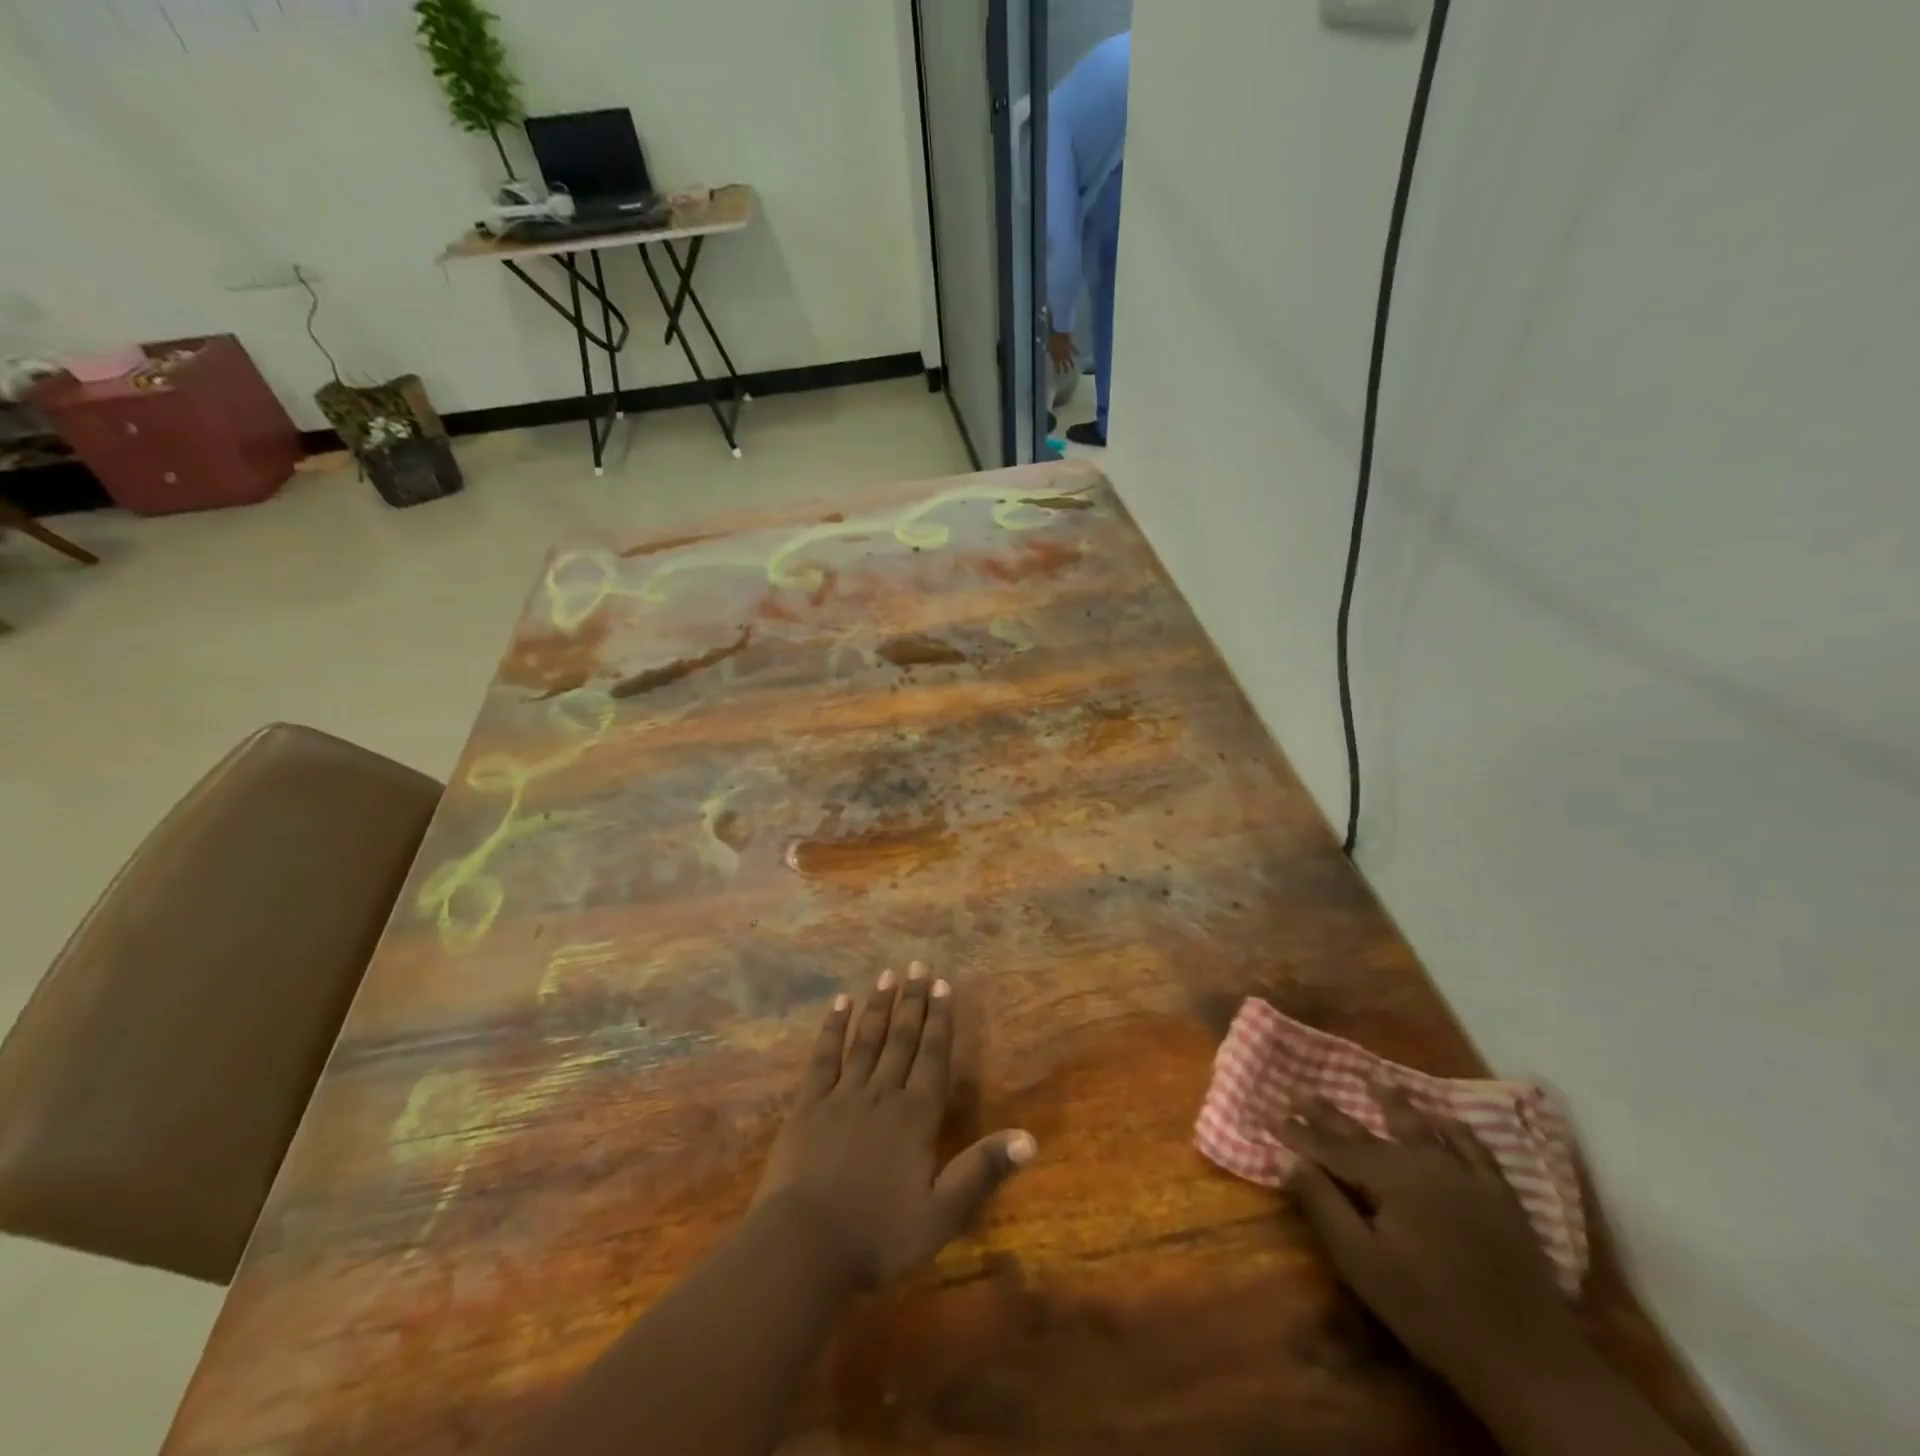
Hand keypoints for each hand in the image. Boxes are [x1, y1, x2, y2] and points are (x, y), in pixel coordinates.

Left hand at [754, 963, 1035, 1287]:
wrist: (804, 1247)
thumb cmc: (877, 1235)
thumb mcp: (941, 1214)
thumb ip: (982, 1170)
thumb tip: (1030, 1138)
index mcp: (914, 1117)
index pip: (932, 1057)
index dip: (940, 1020)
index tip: (943, 984)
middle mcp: (881, 1095)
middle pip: (900, 1039)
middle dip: (912, 1001)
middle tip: (918, 965)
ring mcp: (842, 1096)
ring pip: (866, 1040)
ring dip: (878, 1006)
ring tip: (887, 974)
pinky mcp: (808, 1105)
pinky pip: (823, 1058)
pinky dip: (832, 1029)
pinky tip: (840, 1004)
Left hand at [1048, 330, 1076, 372]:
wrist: (1059, 331)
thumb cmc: (1052, 340)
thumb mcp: (1049, 348)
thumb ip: (1051, 354)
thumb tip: (1052, 357)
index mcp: (1056, 358)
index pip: (1057, 368)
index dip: (1058, 371)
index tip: (1058, 374)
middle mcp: (1063, 357)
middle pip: (1065, 366)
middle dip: (1066, 370)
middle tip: (1067, 374)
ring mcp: (1068, 352)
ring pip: (1071, 361)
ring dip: (1072, 365)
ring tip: (1073, 368)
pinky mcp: (1071, 346)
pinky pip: (1075, 350)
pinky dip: (1077, 352)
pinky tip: (1079, 354)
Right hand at [1280, 1086, 1585, 1403]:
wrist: (1528, 1360)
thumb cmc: (1431, 1312)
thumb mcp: (1363, 1264)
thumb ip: (1323, 1206)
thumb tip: (1287, 1158)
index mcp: (1388, 1177)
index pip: (1331, 1148)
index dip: (1298, 1133)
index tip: (1269, 1114)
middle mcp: (1423, 1162)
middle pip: (1366, 1132)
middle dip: (1329, 1113)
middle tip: (1299, 1089)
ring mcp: (1466, 1176)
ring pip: (1420, 1128)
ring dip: (1393, 1102)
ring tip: (1375, 1077)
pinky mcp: (1500, 1197)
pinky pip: (1474, 1149)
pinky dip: (1455, 1129)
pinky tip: (1445, 1117)